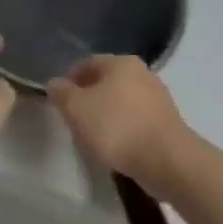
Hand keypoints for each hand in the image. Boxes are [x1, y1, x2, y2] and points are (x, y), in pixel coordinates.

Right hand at [48, 56, 193, 195]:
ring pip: (122, 101)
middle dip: (88, 98)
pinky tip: (116, 146)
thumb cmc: (116, 127)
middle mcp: (143, 73)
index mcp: (121, 63)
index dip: (69, 80)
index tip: (59, 102)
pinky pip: (136, 119)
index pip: (87, 63)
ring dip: (106, 114)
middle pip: (106, 81)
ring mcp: (158, 97)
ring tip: (94, 136)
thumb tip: (55, 83)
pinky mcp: (167, 122)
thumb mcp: (76, 108)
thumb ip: (61, 93)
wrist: (167, 160)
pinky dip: (123, 128)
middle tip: (74, 119)